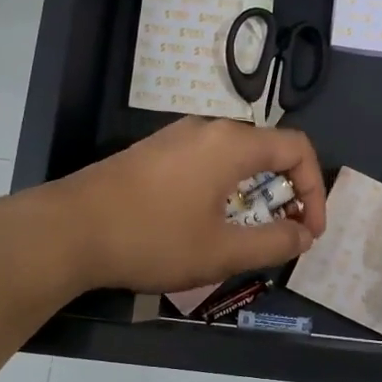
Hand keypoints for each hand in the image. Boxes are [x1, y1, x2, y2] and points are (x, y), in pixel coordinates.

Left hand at [54, 117, 327, 293]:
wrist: (67, 230)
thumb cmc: (152, 239)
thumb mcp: (221, 252)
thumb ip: (273, 243)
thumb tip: (303, 235)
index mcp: (231, 144)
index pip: (297, 149)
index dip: (315, 189)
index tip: (308, 231)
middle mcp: (207, 129)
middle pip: (267, 150)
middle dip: (286, 192)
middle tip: (282, 233)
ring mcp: (176, 137)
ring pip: (235, 157)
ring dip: (254, 193)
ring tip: (247, 233)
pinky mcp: (153, 152)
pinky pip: (206, 162)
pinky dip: (224, 188)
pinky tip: (205, 222)